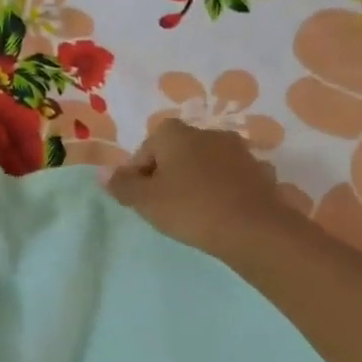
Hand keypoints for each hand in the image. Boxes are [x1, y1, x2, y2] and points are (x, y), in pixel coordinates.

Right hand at [105, 120, 289, 260]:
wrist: (253, 228)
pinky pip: (231, 177)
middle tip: (163, 206)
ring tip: (193, 211)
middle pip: (177, 152)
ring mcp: (238, 150)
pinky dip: (223, 189)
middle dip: (168, 174)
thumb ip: (122, 185)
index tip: (140, 199)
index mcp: (176, 134)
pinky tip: (221, 212)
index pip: (147, 147)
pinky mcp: (260, 171)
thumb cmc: (190, 209)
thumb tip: (102, 172)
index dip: (138, 172)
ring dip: (197, 180)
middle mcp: (208, 133)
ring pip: (206, 163)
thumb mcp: (146, 201)